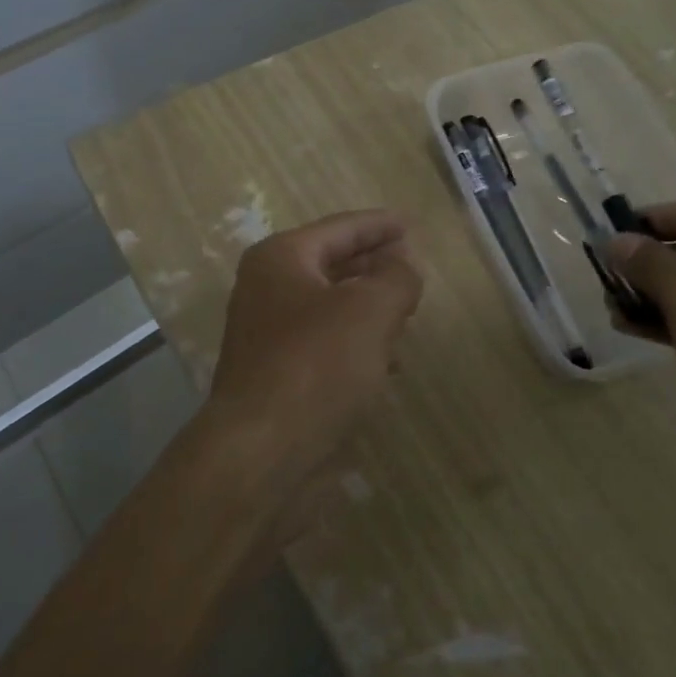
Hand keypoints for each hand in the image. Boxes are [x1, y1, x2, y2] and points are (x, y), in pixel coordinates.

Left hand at [207, 210, 423, 471]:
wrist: (263, 452)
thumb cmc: (316, 365)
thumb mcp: (370, 310)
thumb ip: (396, 277)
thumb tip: (403, 262)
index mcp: (281, 260)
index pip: (339, 229)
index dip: (379, 225)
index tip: (412, 224)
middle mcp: (267, 291)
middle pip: (332, 266)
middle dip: (374, 265)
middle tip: (413, 268)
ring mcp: (269, 336)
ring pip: (330, 308)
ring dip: (368, 308)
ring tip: (407, 313)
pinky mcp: (279, 377)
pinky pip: (326, 346)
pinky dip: (357, 345)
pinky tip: (389, 362)